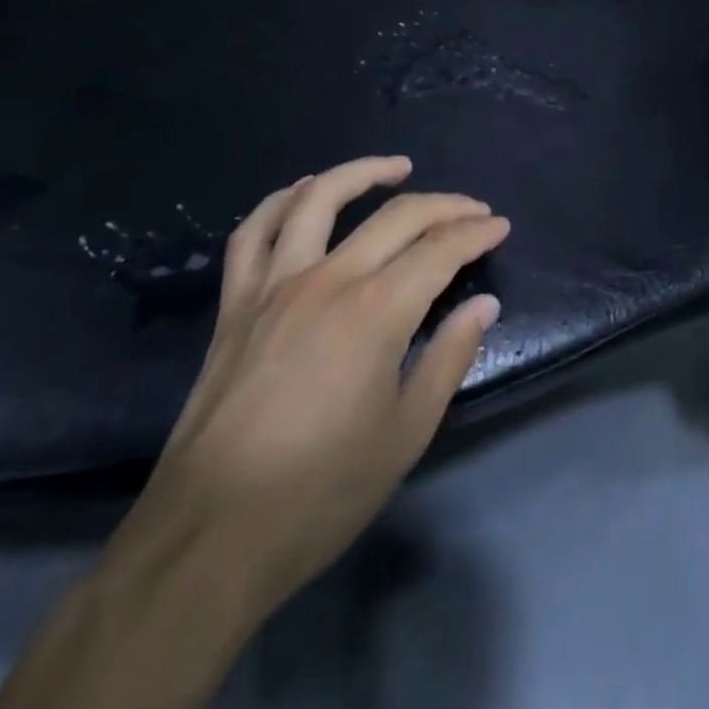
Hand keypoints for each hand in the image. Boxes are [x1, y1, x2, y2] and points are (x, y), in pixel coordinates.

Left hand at [125, 156, 507, 618]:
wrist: (208, 540)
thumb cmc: (320, 493)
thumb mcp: (407, 433)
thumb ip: (449, 358)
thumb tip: (483, 305)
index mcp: (376, 312)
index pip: (440, 250)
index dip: (476, 233)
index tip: (500, 227)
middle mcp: (327, 281)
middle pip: (395, 217)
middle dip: (445, 206)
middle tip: (474, 210)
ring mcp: (273, 287)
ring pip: (319, 201)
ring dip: (363, 173)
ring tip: (398, 168)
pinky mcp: (234, 305)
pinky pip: (255, 233)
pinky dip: (282, 200)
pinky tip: (305, 190)